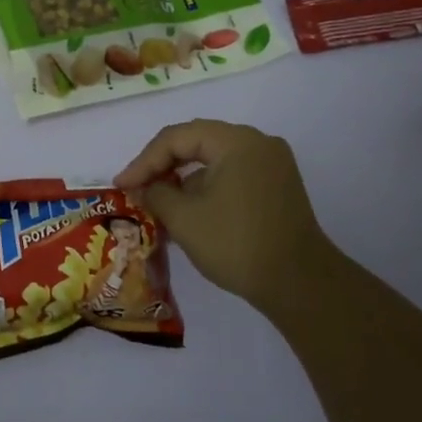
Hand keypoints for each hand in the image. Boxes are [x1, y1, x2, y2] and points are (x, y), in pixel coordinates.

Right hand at [116, 120, 334, 314]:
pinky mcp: (277, 188)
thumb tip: (143, 187)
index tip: (122, 186)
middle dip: (162, 167)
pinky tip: (188, 214)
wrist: (300, 284)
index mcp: (236, 141)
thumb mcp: (184, 218)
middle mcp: (258, 143)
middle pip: (197, 143)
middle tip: (136, 188)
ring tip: (158, 205)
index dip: (144, 161)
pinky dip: (207, 190)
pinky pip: (232, 176)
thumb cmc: (237, 244)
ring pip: (214, 161)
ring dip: (184, 180)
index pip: (177, 138)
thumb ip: (155, 194)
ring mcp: (272, 165)